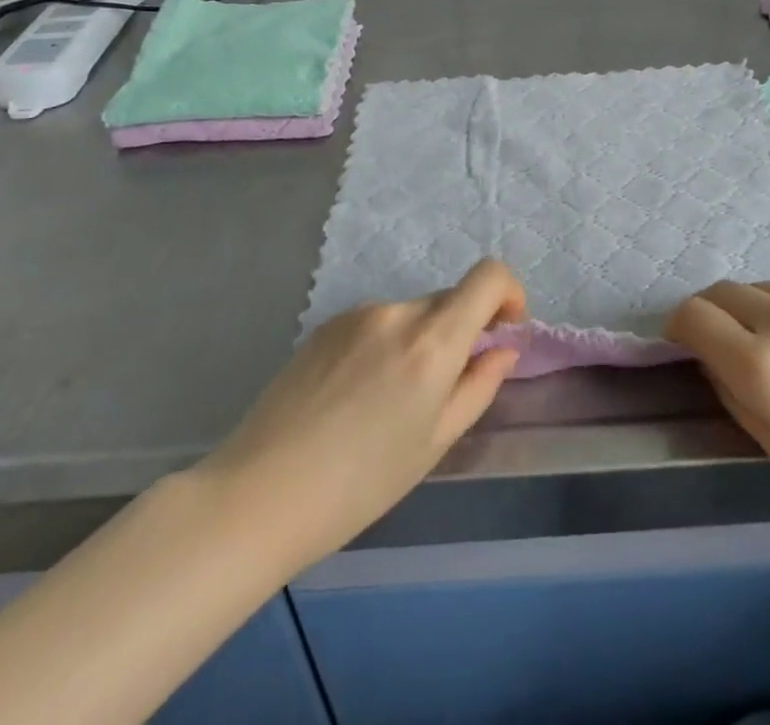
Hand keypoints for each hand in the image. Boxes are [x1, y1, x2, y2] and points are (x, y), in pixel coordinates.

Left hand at [191, 259, 526, 570]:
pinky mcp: (326, 324)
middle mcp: (397, 312)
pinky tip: (355, 395)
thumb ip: (478, 386)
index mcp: (432, 341)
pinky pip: (376, 322)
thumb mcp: (435, 442)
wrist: (260, 493)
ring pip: (411, 314)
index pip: (488, 276)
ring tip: (388, 402)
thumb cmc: (360, 484)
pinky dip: (385, 345)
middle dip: (462, 330)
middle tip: (444, 388)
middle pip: (449, 299)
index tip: (505, 330)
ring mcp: (357, 313)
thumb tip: (503, 349)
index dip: (509, 293)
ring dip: (420, 341)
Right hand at [666, 282, 769, 558]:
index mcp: (764, 368)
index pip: (692, 315)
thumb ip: (735, 396)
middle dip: (713, 314)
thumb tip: (713, 358)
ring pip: (767, 290)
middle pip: (723, 291)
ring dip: (758, 313)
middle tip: (728, 347)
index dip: (679, 327)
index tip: (686, 345)